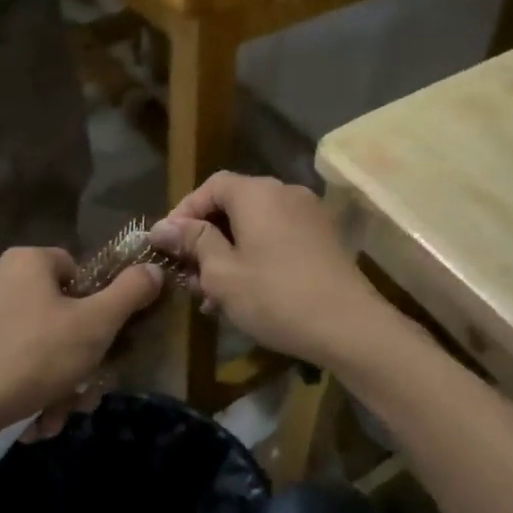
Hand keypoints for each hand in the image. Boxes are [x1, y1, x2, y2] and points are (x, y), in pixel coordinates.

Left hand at [0, 247, 162, 439]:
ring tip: (56, 417)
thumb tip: (154, 268)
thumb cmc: (32, 357)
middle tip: (84, 394)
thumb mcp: (95, 325)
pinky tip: (31, 420)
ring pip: (34, 346)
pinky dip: (25, 388)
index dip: (97, 307)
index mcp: (27, 261)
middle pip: (57, 315)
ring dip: (55, 383)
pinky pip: (7, 362)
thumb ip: (130, 293)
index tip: (101, 343)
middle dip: (77, 361)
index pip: (77, 271)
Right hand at [150, 174, 385, 369]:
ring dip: (229, 252)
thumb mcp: (222, 272)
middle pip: (233, 205)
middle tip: (188, 275)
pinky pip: (278, 237)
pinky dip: (256, 255)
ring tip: (212, 294)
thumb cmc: (275, 296)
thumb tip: (162, 227)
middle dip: (206, 238)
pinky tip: (246, 292)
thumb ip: (192, 242)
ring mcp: (309, 214)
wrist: (350, 326)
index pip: (210, 186)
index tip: (167, 245)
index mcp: (257, 193)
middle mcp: (285, 192)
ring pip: (256, 225)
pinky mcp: (324, 238)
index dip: (184, 212)